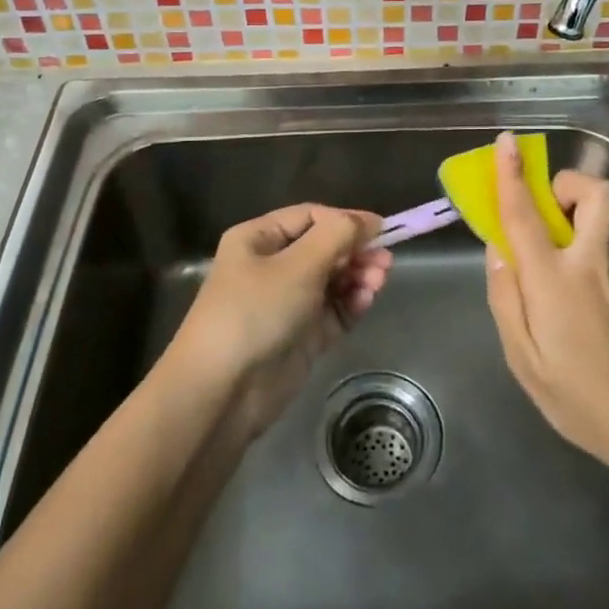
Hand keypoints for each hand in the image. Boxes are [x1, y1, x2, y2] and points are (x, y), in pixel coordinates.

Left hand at [166, 204, 391, 438]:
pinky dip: (351, 303)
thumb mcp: (298, 265)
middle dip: (355, 251)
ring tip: (379, 280)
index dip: (345, 220)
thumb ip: (337, 236)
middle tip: (385, 260)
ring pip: (332, 280)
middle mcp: (271, 267)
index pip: (310, 217)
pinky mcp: (301, 336)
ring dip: (357, 276)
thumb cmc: (255, 311)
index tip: (381, 229)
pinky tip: (366, 299)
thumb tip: (369, 220)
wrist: (222, 391)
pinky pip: (333, 311)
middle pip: (324, 248)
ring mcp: (287, 303)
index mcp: (258, 239)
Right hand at [484, 132, 608, 475]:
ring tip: (550, 263)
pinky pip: (602, 249)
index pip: (527, 214)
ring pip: (599, 221)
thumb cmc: (577, 398)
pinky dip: (582, 249)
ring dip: (573, 218)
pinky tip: (575, 302)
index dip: (512, 175)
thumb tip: (498, 250)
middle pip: (594, 194)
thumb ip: (505, 297)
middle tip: (545, 210)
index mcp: (555, 280)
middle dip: (567, 184)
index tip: (507, 142)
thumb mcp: (522, 358)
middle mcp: (591, 263)